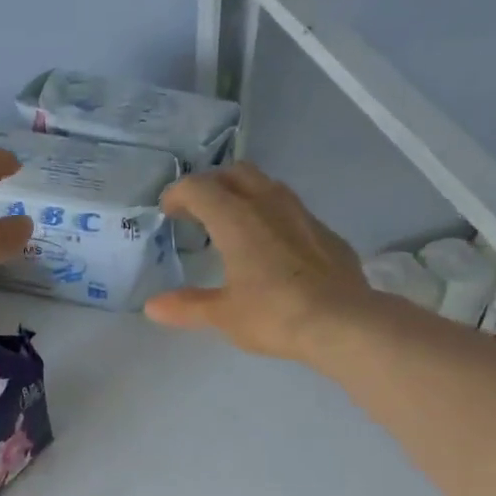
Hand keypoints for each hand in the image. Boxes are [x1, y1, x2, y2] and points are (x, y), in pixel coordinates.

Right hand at [145, 165, 372, 362]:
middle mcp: (268, 205)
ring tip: (234, 223)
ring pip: (268, 186)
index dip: (178, 194)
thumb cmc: (274, 315)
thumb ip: (187, 306)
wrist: (343, 322)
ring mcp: (302, 215)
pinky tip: (273, 246)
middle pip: (236, 173)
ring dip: (245, 194)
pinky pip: (292, 210)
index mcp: (236, 219)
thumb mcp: (224, 315)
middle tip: (199, 210)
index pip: (200, 188)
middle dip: (212, 184)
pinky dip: (272, 216)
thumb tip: (152, 306)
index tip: (168, 211)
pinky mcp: (326, 232)